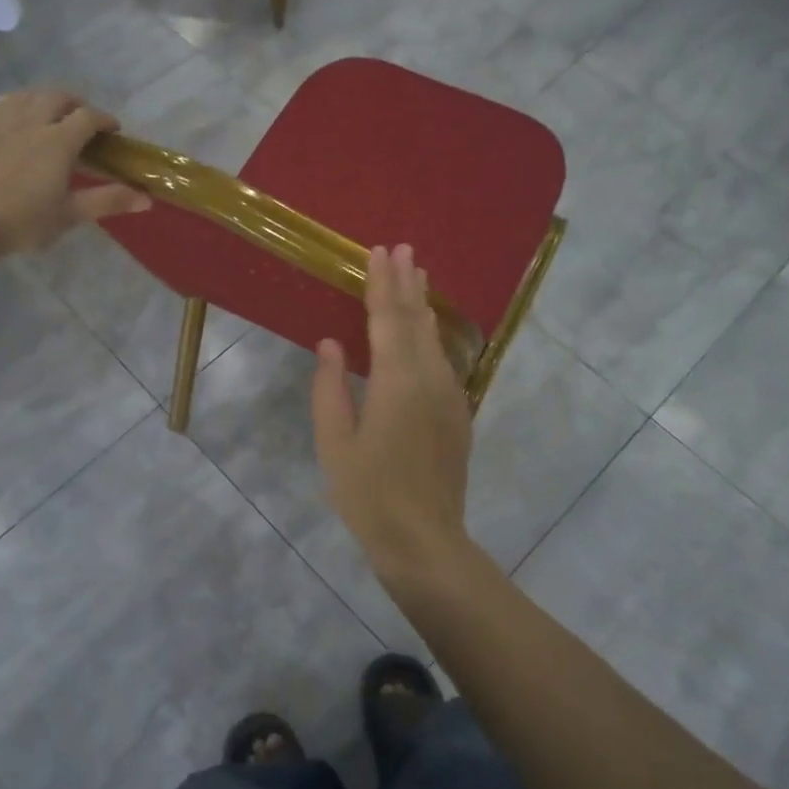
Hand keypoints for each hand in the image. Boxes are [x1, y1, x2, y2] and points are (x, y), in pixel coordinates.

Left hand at [0, 90, 149, 256]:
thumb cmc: (20, 222)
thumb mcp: (68, 215)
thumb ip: (107, 201)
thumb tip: (148, 200)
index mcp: (57, 141)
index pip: (88, 117)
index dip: (104, 120)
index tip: (113, 131)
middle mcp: (30, 121)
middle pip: (58, 96)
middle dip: (76, 103)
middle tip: (84, 121)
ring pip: (28, 95)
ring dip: (46, 100)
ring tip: (52, 117)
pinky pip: (3, 105)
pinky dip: (20, 106)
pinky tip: (17, 124)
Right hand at [311, 245, 475, 581]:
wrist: (424, 539)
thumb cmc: (369, 493)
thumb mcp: (335, 442)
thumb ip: (331, 388)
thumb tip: (330, 344)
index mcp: (396, 381)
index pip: (387, 319)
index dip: (381, 283)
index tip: (379, 251)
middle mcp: (429, 379)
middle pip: (416, 321)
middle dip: (407, 283)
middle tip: (403, 250)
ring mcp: (449, 396)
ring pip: (435, 340)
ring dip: (422, 306)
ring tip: (418, 277)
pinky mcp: (458, 415)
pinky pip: (443, 362)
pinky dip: (432, 337)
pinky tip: (427, 333)